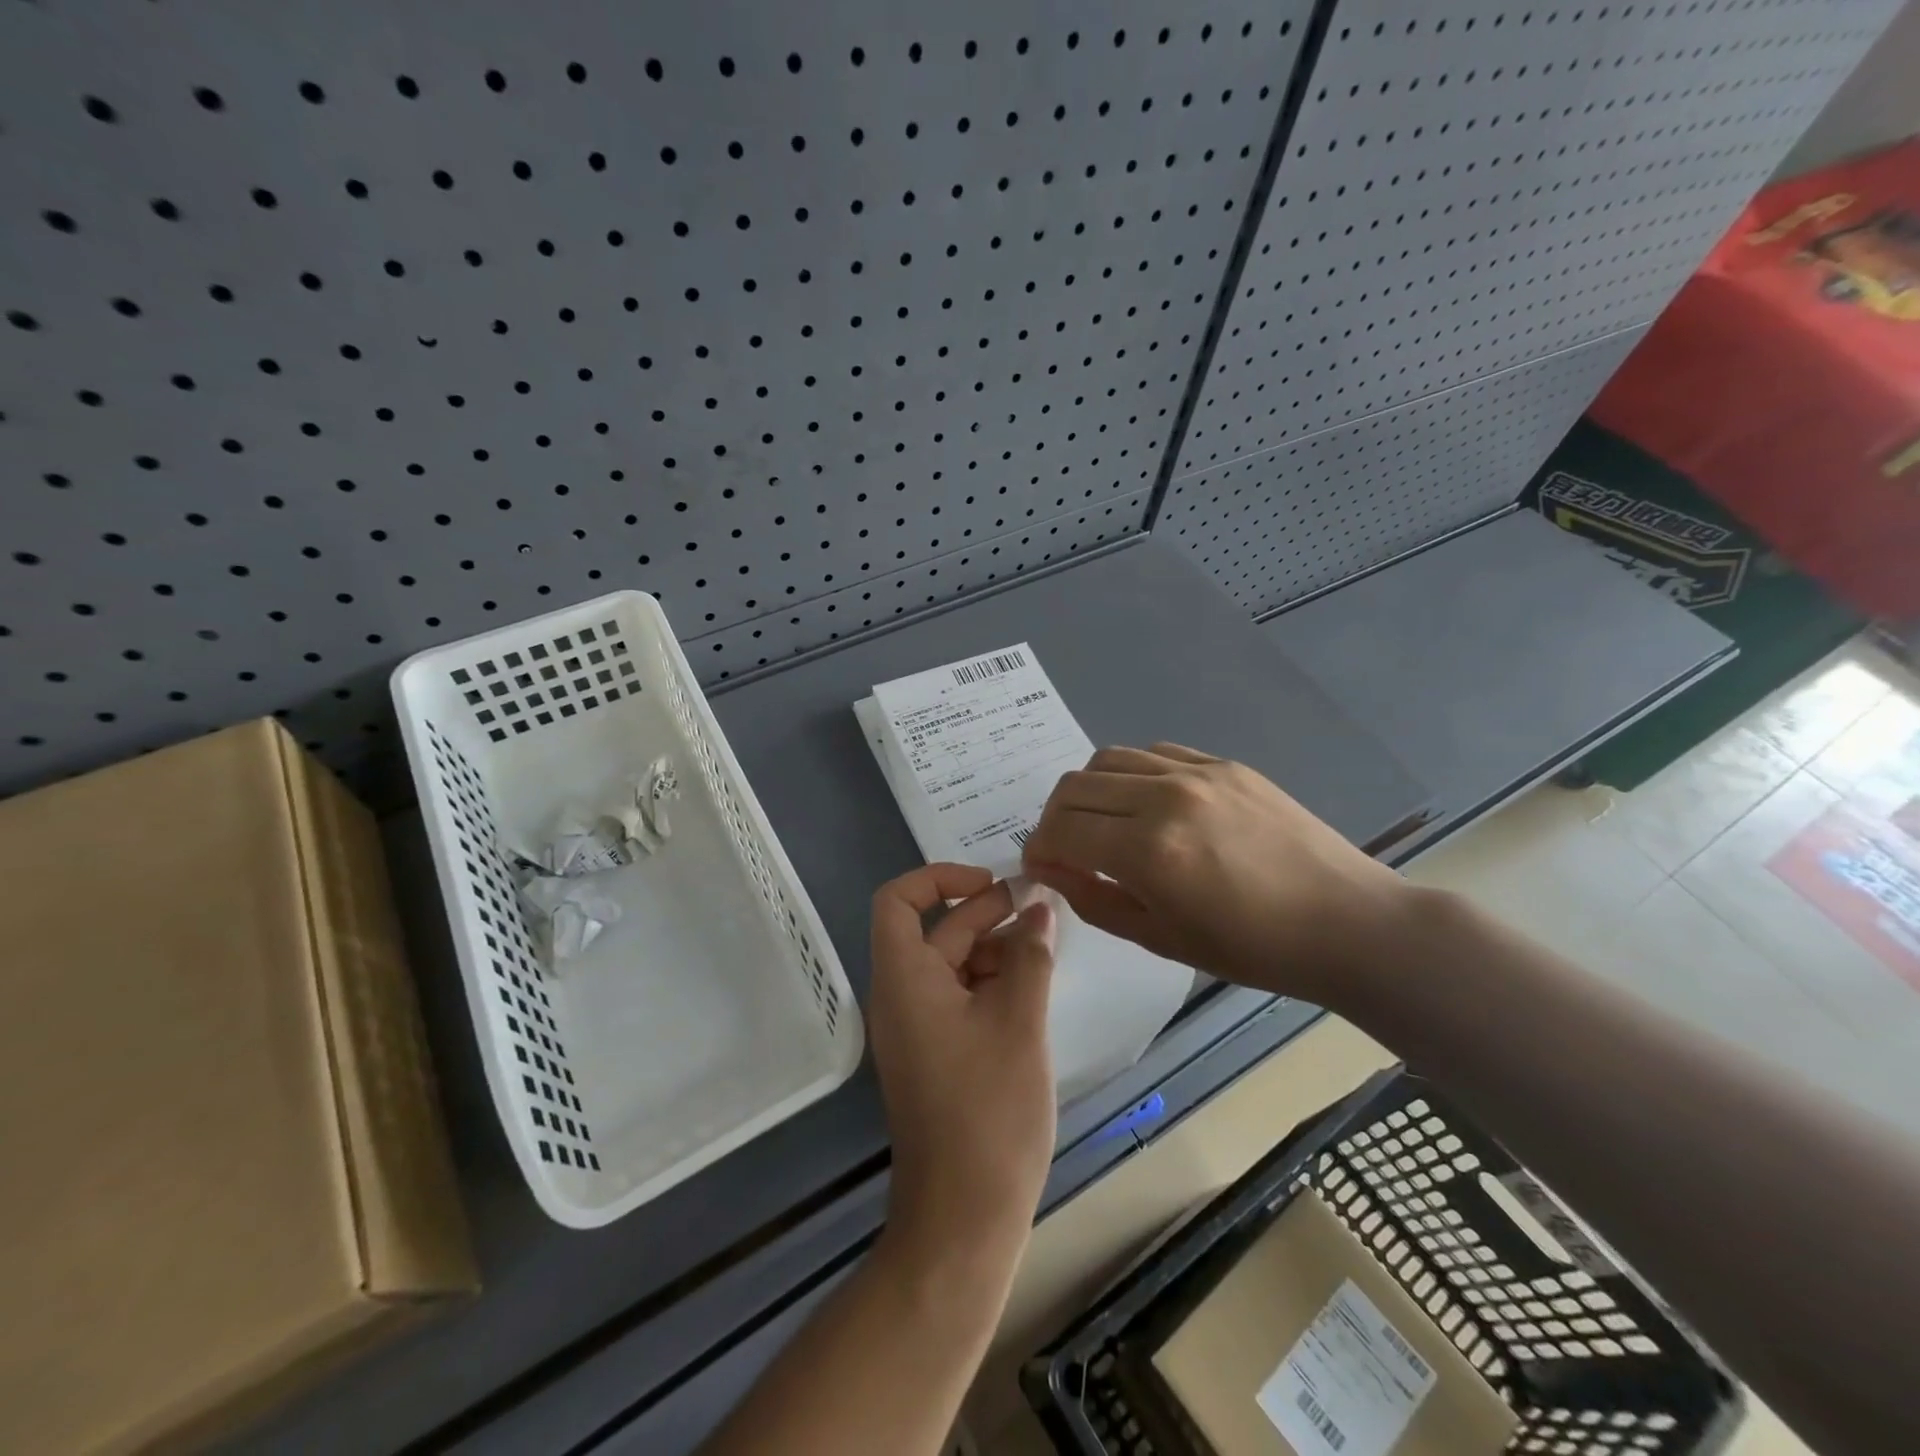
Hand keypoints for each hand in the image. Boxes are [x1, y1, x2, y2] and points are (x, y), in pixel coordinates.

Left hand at [868, 864, 1058, 1264]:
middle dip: (986, 911)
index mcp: (905, 979)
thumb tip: (1040, 907)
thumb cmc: (988, 1110)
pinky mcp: (936, 1055)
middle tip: (1040, 906)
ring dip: (995, 947)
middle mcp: (902, 996)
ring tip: (1046, 946)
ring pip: (952, 964)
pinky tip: (1033, 987)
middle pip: (935, 931)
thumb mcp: (1018, 1020)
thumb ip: (1030, 955)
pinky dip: (992, 982)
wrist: (964, 1216)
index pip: (897, 900)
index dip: (939, 879)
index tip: (990, 884)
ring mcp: (917, 1029)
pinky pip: (959, 998)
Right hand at [1020, 743, 1406, 1004]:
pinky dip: (1133, 774)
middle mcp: (1165, 797)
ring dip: (1090, 791)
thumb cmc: (1251, 948)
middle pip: (1074, 785)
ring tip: (1103, 823)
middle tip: (1064, 847)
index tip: (1040, 865)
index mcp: (1148, 850)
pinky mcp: (1224, 763)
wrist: (1346, 922)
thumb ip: (1093, 899)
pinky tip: (1148, 804)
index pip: (1061, 829)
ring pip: (1109, 759)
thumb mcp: (1160, 938)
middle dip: (1054, 818)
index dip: (1038, 848)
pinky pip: (1155, 753)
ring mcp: (1197, 773)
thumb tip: (1047, 868)